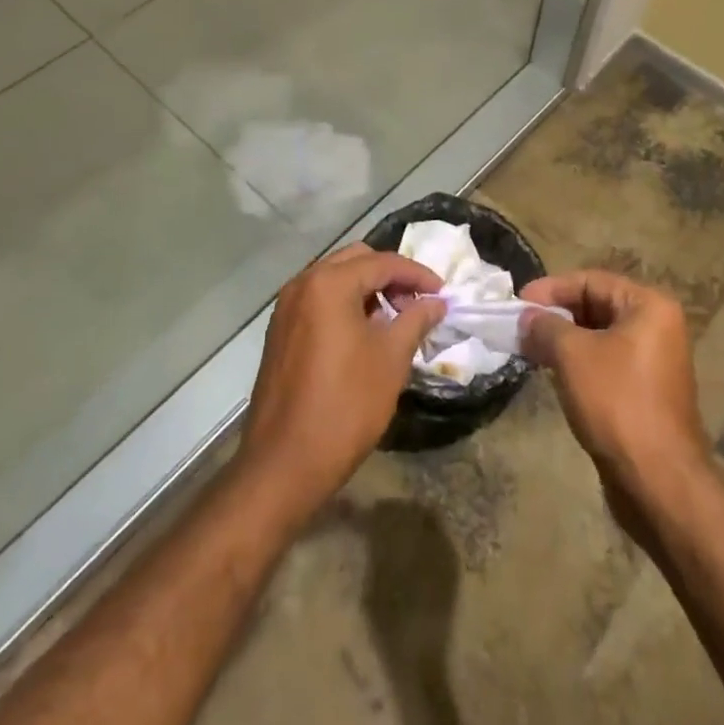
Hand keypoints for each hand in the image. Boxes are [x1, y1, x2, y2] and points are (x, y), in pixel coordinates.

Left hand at [238, 244, 444, 525]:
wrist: (284, 463)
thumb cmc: (345, 405)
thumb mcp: (390, 359)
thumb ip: (415, 320)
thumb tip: (435, 301)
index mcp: (329, 283)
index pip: (382, 262)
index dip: (417, 274)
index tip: (443, 292)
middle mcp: (303, 284)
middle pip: (356, 261)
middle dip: (391, 276)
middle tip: (418, 302)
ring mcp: (286, 307)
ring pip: (335, 279)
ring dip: (368, 289)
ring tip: (396, 319)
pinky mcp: (280, 331)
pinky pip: (319, 301)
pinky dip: (345, 305)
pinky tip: (365, 333)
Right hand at [520, 270, 709, 505]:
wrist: (658, 480)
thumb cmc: (617, 402)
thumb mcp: (572, 354)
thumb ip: (545, 326)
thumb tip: (527, 317)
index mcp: (649, 306)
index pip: (591, 281)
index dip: (551, 288)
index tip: (518, 303)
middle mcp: (657, 327)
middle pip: (596, 306)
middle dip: (556, 315)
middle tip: (521, 326)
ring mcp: (653, 361)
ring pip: (598, 337)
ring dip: (563, 340)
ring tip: (529, 348)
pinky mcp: (645, 392)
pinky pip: (605, 363)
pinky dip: (578, 363)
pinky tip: (551, 373)